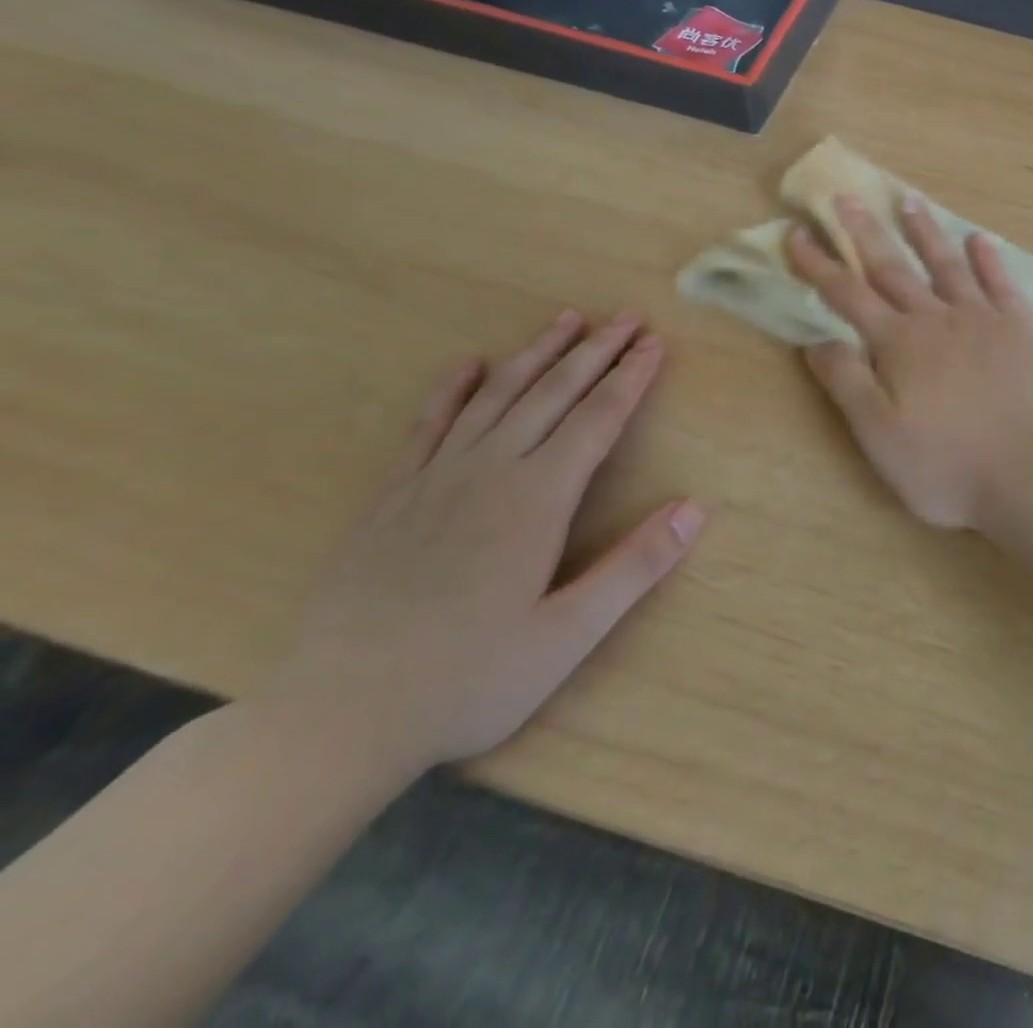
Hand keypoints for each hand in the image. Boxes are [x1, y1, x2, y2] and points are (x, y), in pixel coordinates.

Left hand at [264, 312, 704, 776]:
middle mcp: (489, 472)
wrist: (333, 720)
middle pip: (553, 394)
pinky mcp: (391, 496)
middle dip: (595, 351)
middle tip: (627, 316)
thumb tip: (694, 509)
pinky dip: (452, 388)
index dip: (631, 378)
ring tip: (568, 320)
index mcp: (536, 500)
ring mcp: (434, 479)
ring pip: (496, 396)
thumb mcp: (568, 636)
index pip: (597, 420)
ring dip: (537, 353)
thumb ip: (635, 567)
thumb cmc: (467, 681)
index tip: (654, 344)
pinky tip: (469, 363)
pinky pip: (427, 424)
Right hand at [788, 195, 1032, 531]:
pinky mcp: (1023, 331)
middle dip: (866, 233)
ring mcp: (984, 321)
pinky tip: (980, 240)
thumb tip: (816, 341)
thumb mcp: (880, 436)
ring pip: (948, 266)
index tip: (797, 234)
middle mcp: (938, 320)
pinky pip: (1003, 284)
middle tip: (848, 198)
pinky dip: (990, 260)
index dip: (819, 265)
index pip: (848, 296)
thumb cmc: (948, 465)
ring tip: (910, 201)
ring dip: (926, 233)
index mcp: (899, 344)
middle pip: (895, 268)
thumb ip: (847, 384)